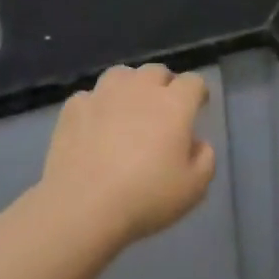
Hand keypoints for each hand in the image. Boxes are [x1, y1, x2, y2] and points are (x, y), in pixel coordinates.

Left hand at [38, 64, 216, 247]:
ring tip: (128, 109)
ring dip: (130, 87)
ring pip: (121, 75)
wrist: (82, 207)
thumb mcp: (194, 188)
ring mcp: (102, 96)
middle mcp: (139, 90)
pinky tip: (95, 126)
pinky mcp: (73, 109)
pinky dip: (96, 106)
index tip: (198, 107)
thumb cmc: (146, 197)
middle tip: (163, 110)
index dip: (198, 93)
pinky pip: (90, 97)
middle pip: (156, 71)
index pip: (193, 82)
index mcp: (174, 105)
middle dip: (164, 85)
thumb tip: (197, 143)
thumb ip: (205, 158)